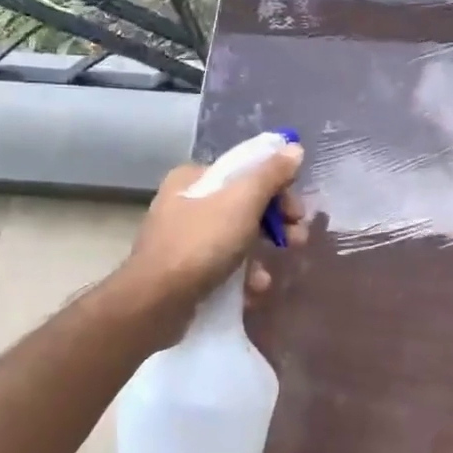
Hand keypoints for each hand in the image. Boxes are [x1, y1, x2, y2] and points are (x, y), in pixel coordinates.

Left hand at [117, 142, 307, 310]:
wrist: (154, 304)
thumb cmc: (201, 244)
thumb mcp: (242, 201)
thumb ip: (271, 174)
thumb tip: (294, 147)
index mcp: (194, 178)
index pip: (246, 171)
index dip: (278, 188)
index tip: (297, 212)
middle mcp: (186, 203)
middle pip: (245, 205)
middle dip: (276, 224)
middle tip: (296, 240)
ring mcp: (184, 238)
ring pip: (237, 238)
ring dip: (261, 255)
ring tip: (270, 276)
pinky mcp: (185, 271)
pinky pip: (223, 265)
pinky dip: (241, 276)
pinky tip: (251, 291)